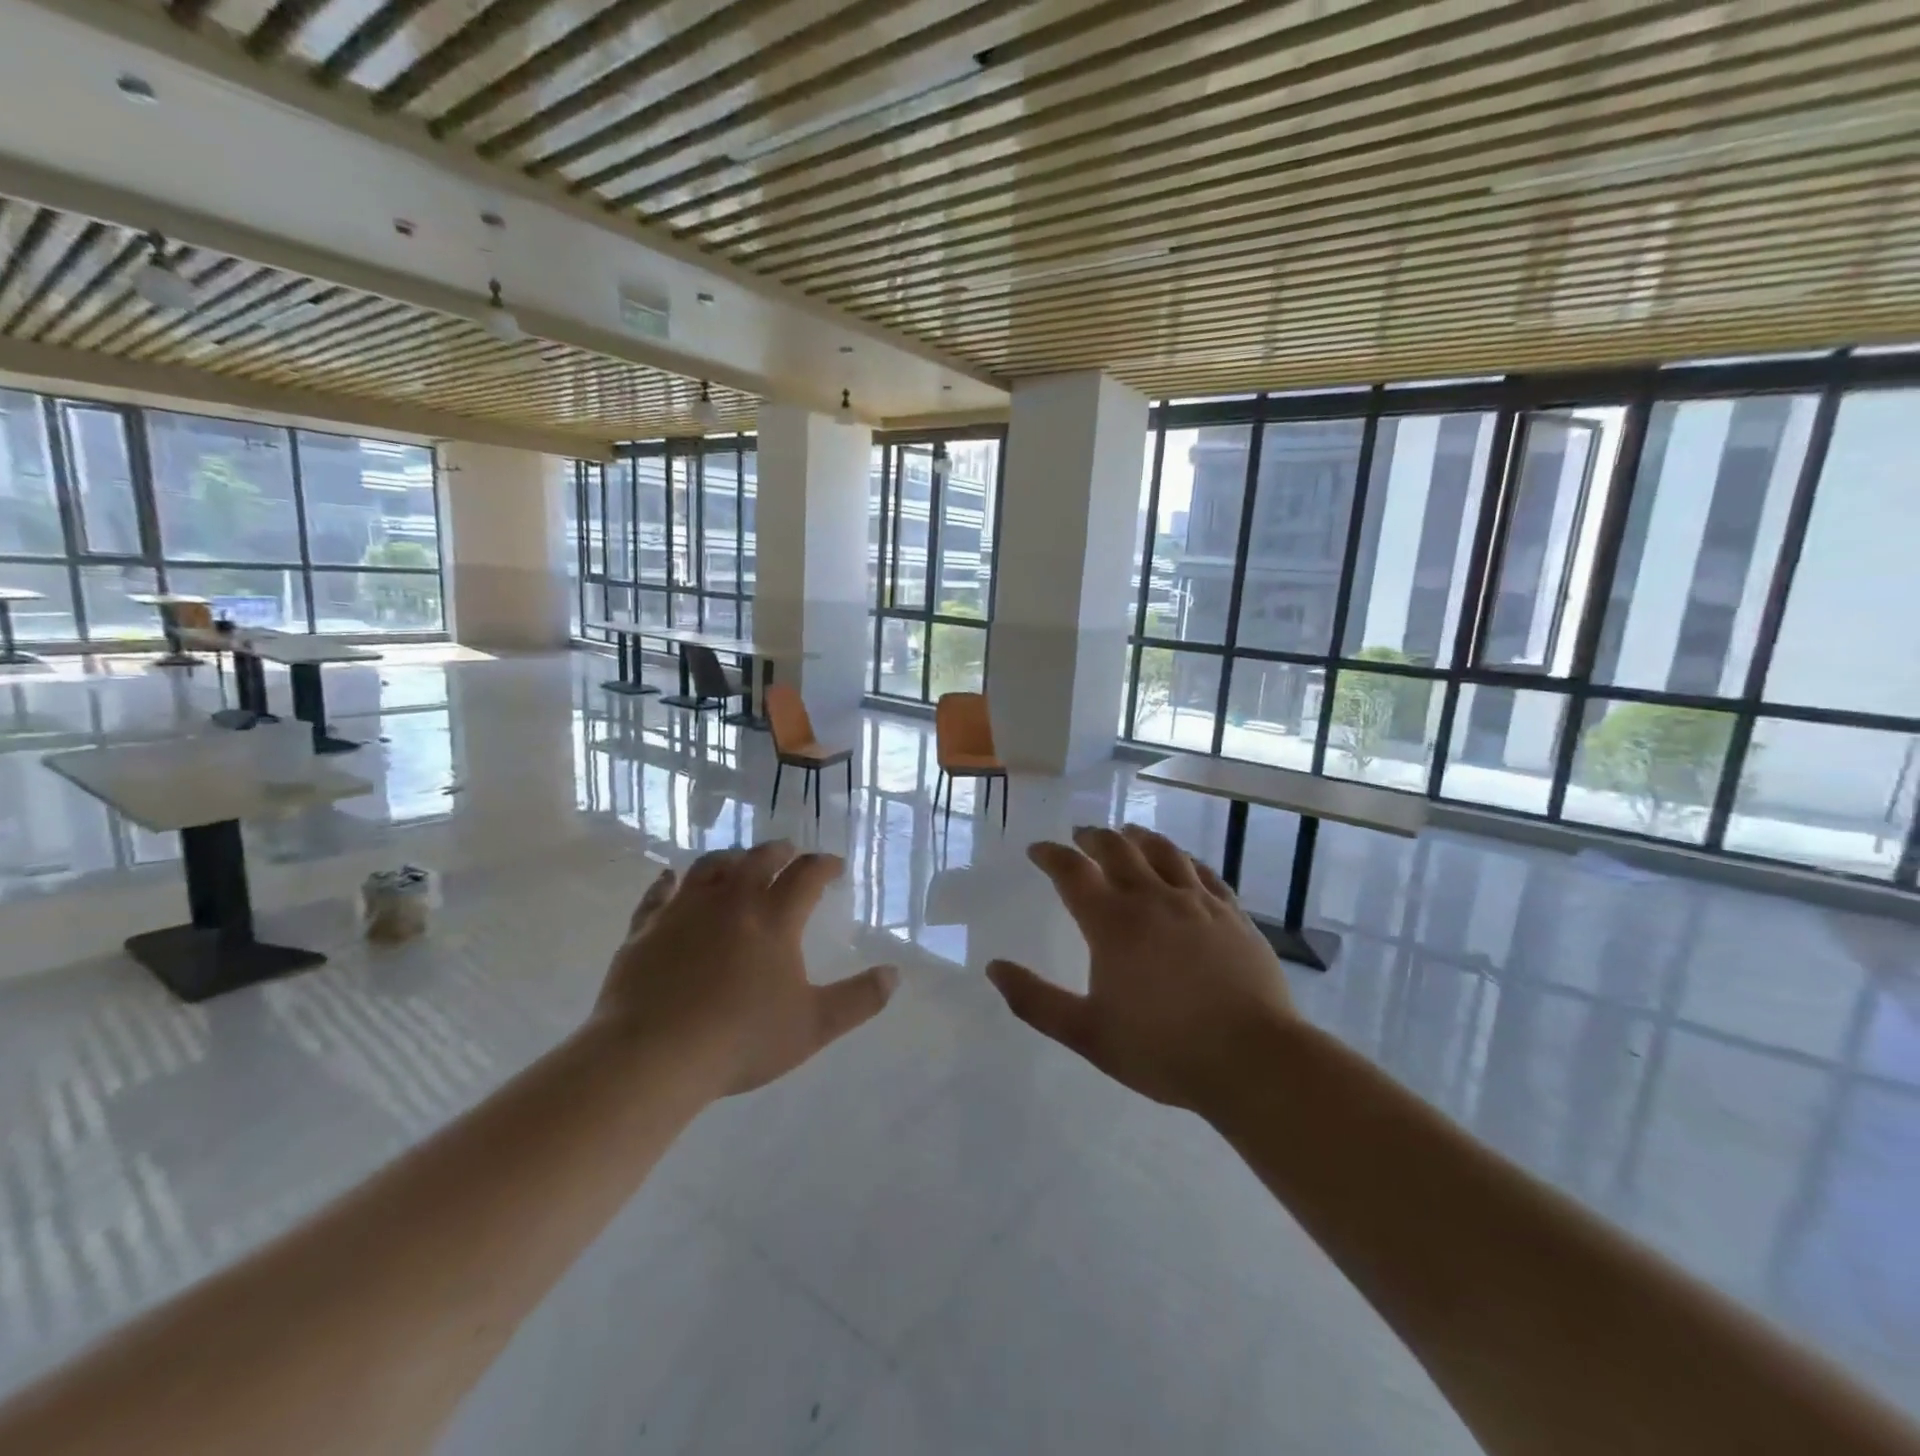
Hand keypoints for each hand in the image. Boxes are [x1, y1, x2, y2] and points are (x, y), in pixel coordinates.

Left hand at [594, 842, 897, 1096]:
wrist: (653, 1056)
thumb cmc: (741, 1040)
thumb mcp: (813, 1026)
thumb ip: (859, 1000)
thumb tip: (895, 975)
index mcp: (774, 919)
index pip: (806, 875)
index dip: (824, 864)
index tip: (834, 865)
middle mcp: (730, 901)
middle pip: (758, 859)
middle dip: (779, 851)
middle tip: (789, 851)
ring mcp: (684, 910)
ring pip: (710, 867)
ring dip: (730, 859)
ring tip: (738, 861)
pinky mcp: (646, 928)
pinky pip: (658, 894)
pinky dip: (667, 882)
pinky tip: (669, 878)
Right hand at [987, 824, 1296, 1112]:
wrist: (1253, 1059)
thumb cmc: (1162, 1048)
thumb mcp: (1087, 1034)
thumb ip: (1035, 1001)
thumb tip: (994, 967)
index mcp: (1112, 922)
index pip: (1072, 871)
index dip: (1050, 855)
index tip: (1037, 850)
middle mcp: (1152, 898)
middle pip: (1117, 849)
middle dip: (1092, 837)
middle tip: (1079, 835)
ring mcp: (1197, 902)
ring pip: (1163, 850)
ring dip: (1137, 837)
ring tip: (1126, 833)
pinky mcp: (1232, 914)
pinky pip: (1203, 871)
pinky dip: (1183, 859)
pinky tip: (1181, 862)